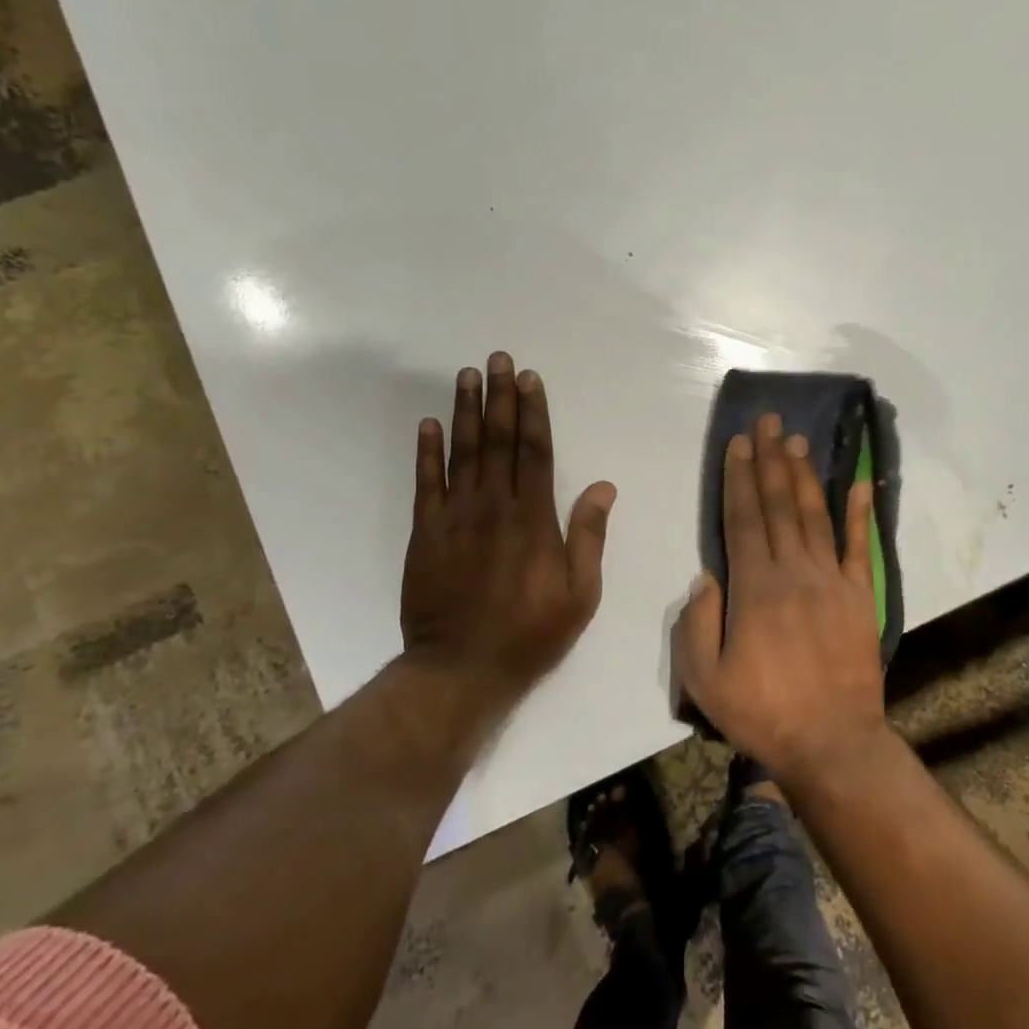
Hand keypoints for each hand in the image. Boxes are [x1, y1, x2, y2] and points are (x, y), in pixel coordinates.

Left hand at [401, 352, 615, 704]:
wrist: (461, 669)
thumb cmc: (530, 633)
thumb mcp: (579, 593)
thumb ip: (588, 536)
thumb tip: (602, 487)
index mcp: (534, 519)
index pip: (534, 451)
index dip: (532, 412)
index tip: (529, 379)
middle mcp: (494, 506)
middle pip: (498, 441)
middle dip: (499, 397)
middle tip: (497, 359)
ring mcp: (455, 517)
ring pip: (462, 453)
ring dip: (465, 411)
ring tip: (466, 376)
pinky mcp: (426, 534)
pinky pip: (426, 483)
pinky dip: (427, 452)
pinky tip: (429, 424)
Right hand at [673, 412, 887, 783]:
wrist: (833, 743)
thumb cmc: (763, 713)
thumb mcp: (705, 680)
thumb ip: (696, 624)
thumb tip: (705, 577)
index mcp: (754, 588)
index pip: (742, 519)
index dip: (739, 478)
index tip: (740, 443)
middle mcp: (793, 572)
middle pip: (778, 505)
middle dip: (771, 460)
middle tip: (770, 422)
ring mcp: (832, 581)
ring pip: (814, 516)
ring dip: (805, 476)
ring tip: (799, 441)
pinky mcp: (861, 596)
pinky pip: (861, 547)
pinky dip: (860, 513)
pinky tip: (859, 483)